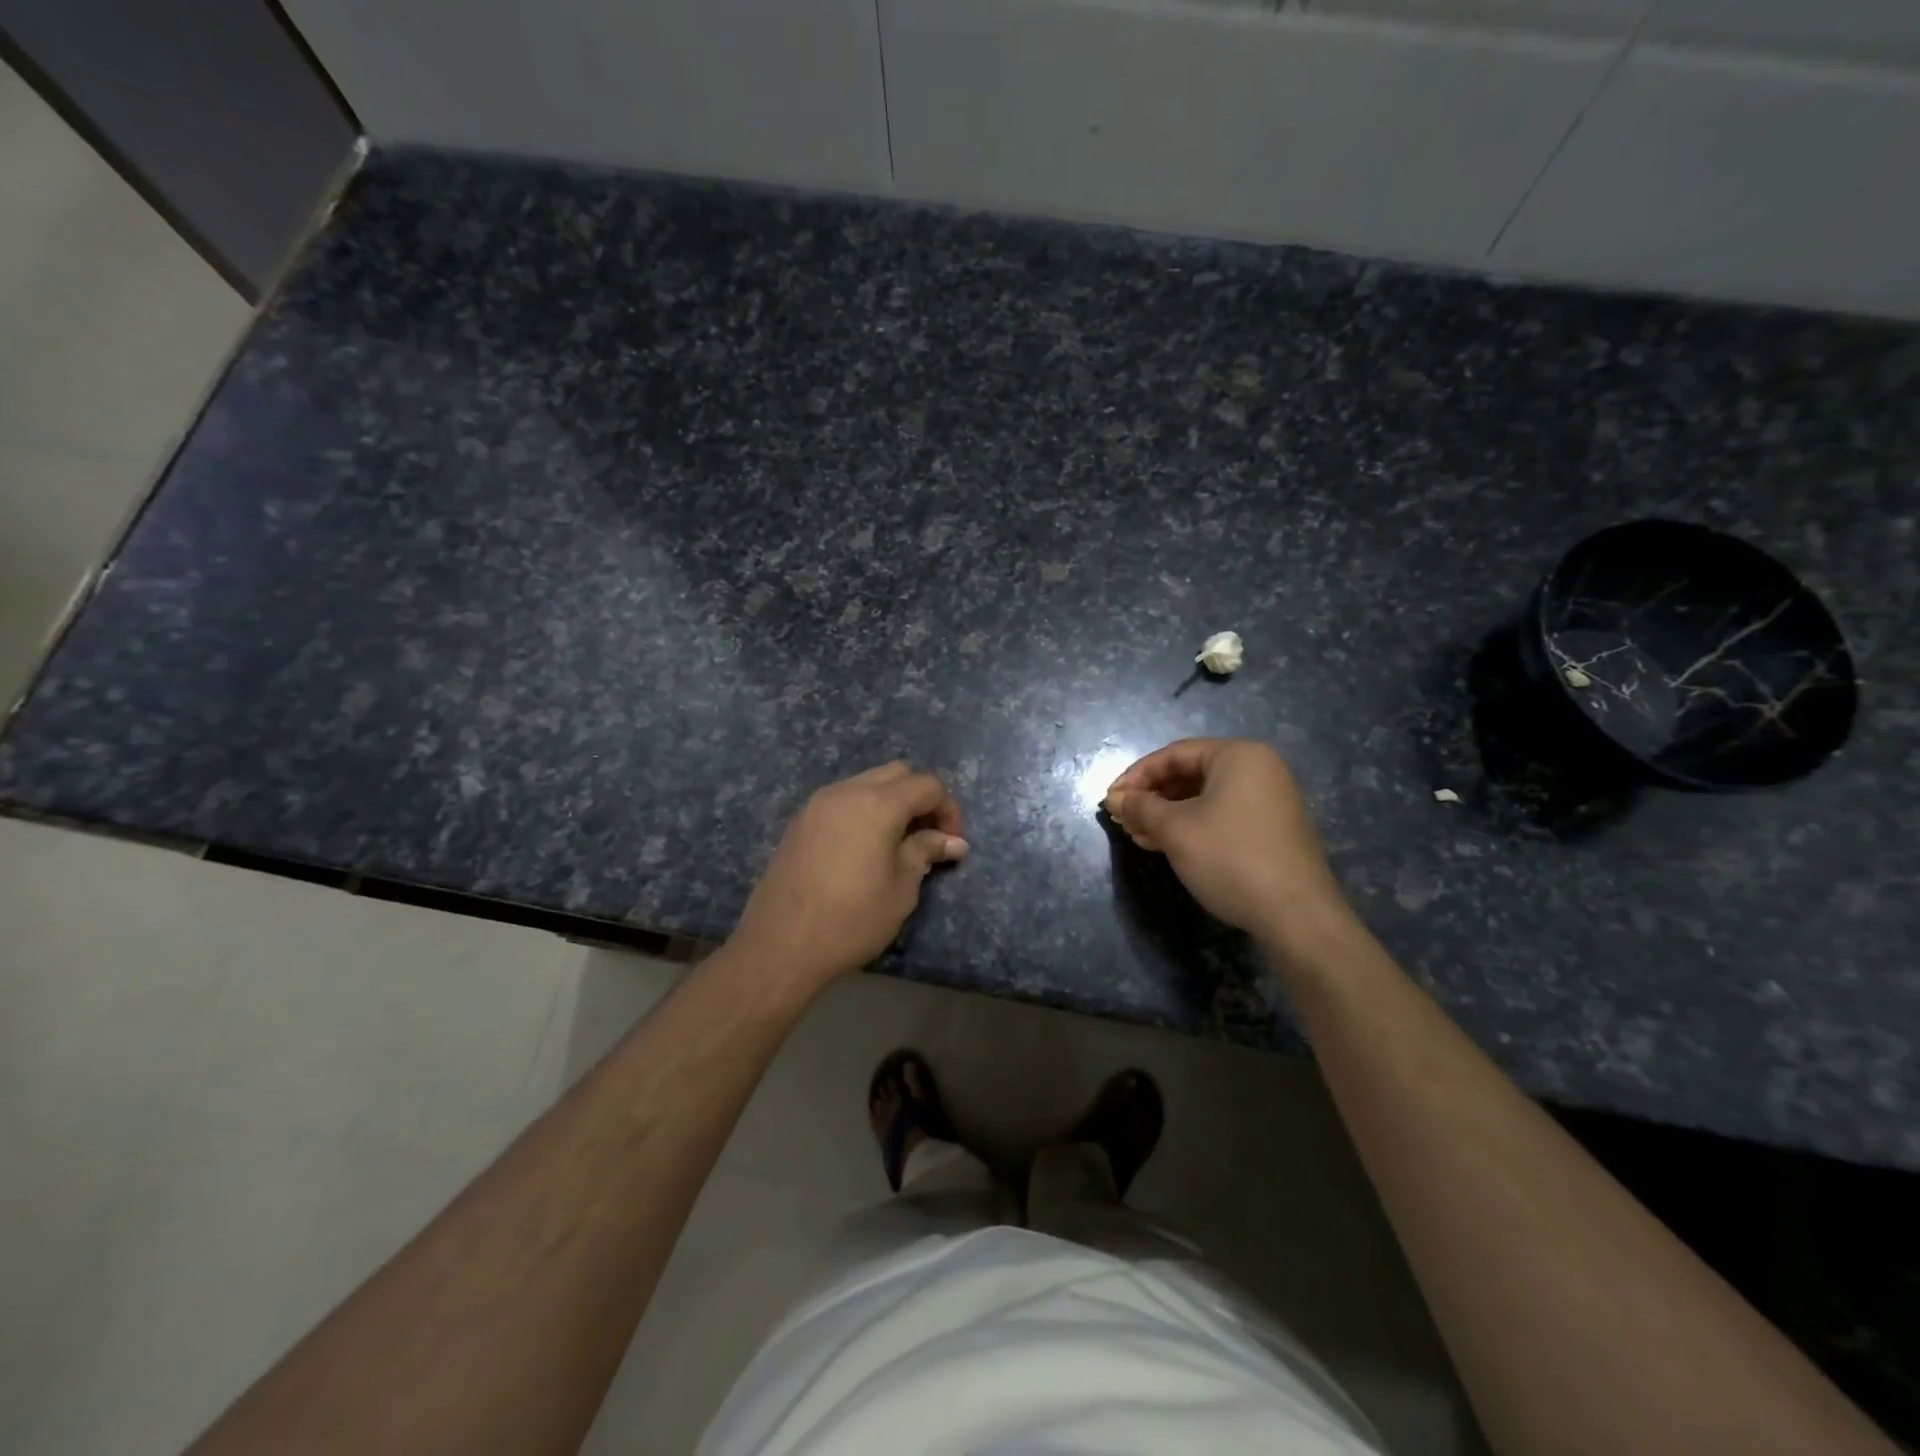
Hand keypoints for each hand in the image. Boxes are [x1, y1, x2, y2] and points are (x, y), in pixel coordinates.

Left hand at [732, 761, 967, 987]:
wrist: (780, 945)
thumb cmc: (851, 919)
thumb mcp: (901, 889)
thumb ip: (925, 852)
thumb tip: (954, 841)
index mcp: (877, 804)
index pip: (927, 785)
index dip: (948, 809)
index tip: (951, 842)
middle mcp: (846, 791)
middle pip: (896, 774)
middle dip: (920, 798)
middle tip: (928, 836)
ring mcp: (818, 804)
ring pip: (866, 783)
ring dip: (890, 802)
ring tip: (897, 843)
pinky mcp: (800, 821)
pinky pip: (842, 800)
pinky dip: (863, 811)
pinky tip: (864, 847)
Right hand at [1104, 738, 1347, 939]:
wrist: (1297, 916)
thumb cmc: (1230, 858)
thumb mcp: (1176, 830)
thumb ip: (1141, 808)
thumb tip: (1114, 799)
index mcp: (1238, 756)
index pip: (1174, 754)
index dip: (1136, 776)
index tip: (1111, 800)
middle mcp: (1257, 770)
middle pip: (1189, 774)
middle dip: (1151, 797)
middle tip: (1122, 820)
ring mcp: (1268, 800)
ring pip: (1203, 798)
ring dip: (1166, 815)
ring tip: (1138, 836)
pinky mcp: (1270, 829)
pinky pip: (1220, 816)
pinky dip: (1190, 827)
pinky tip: (1165, 845)